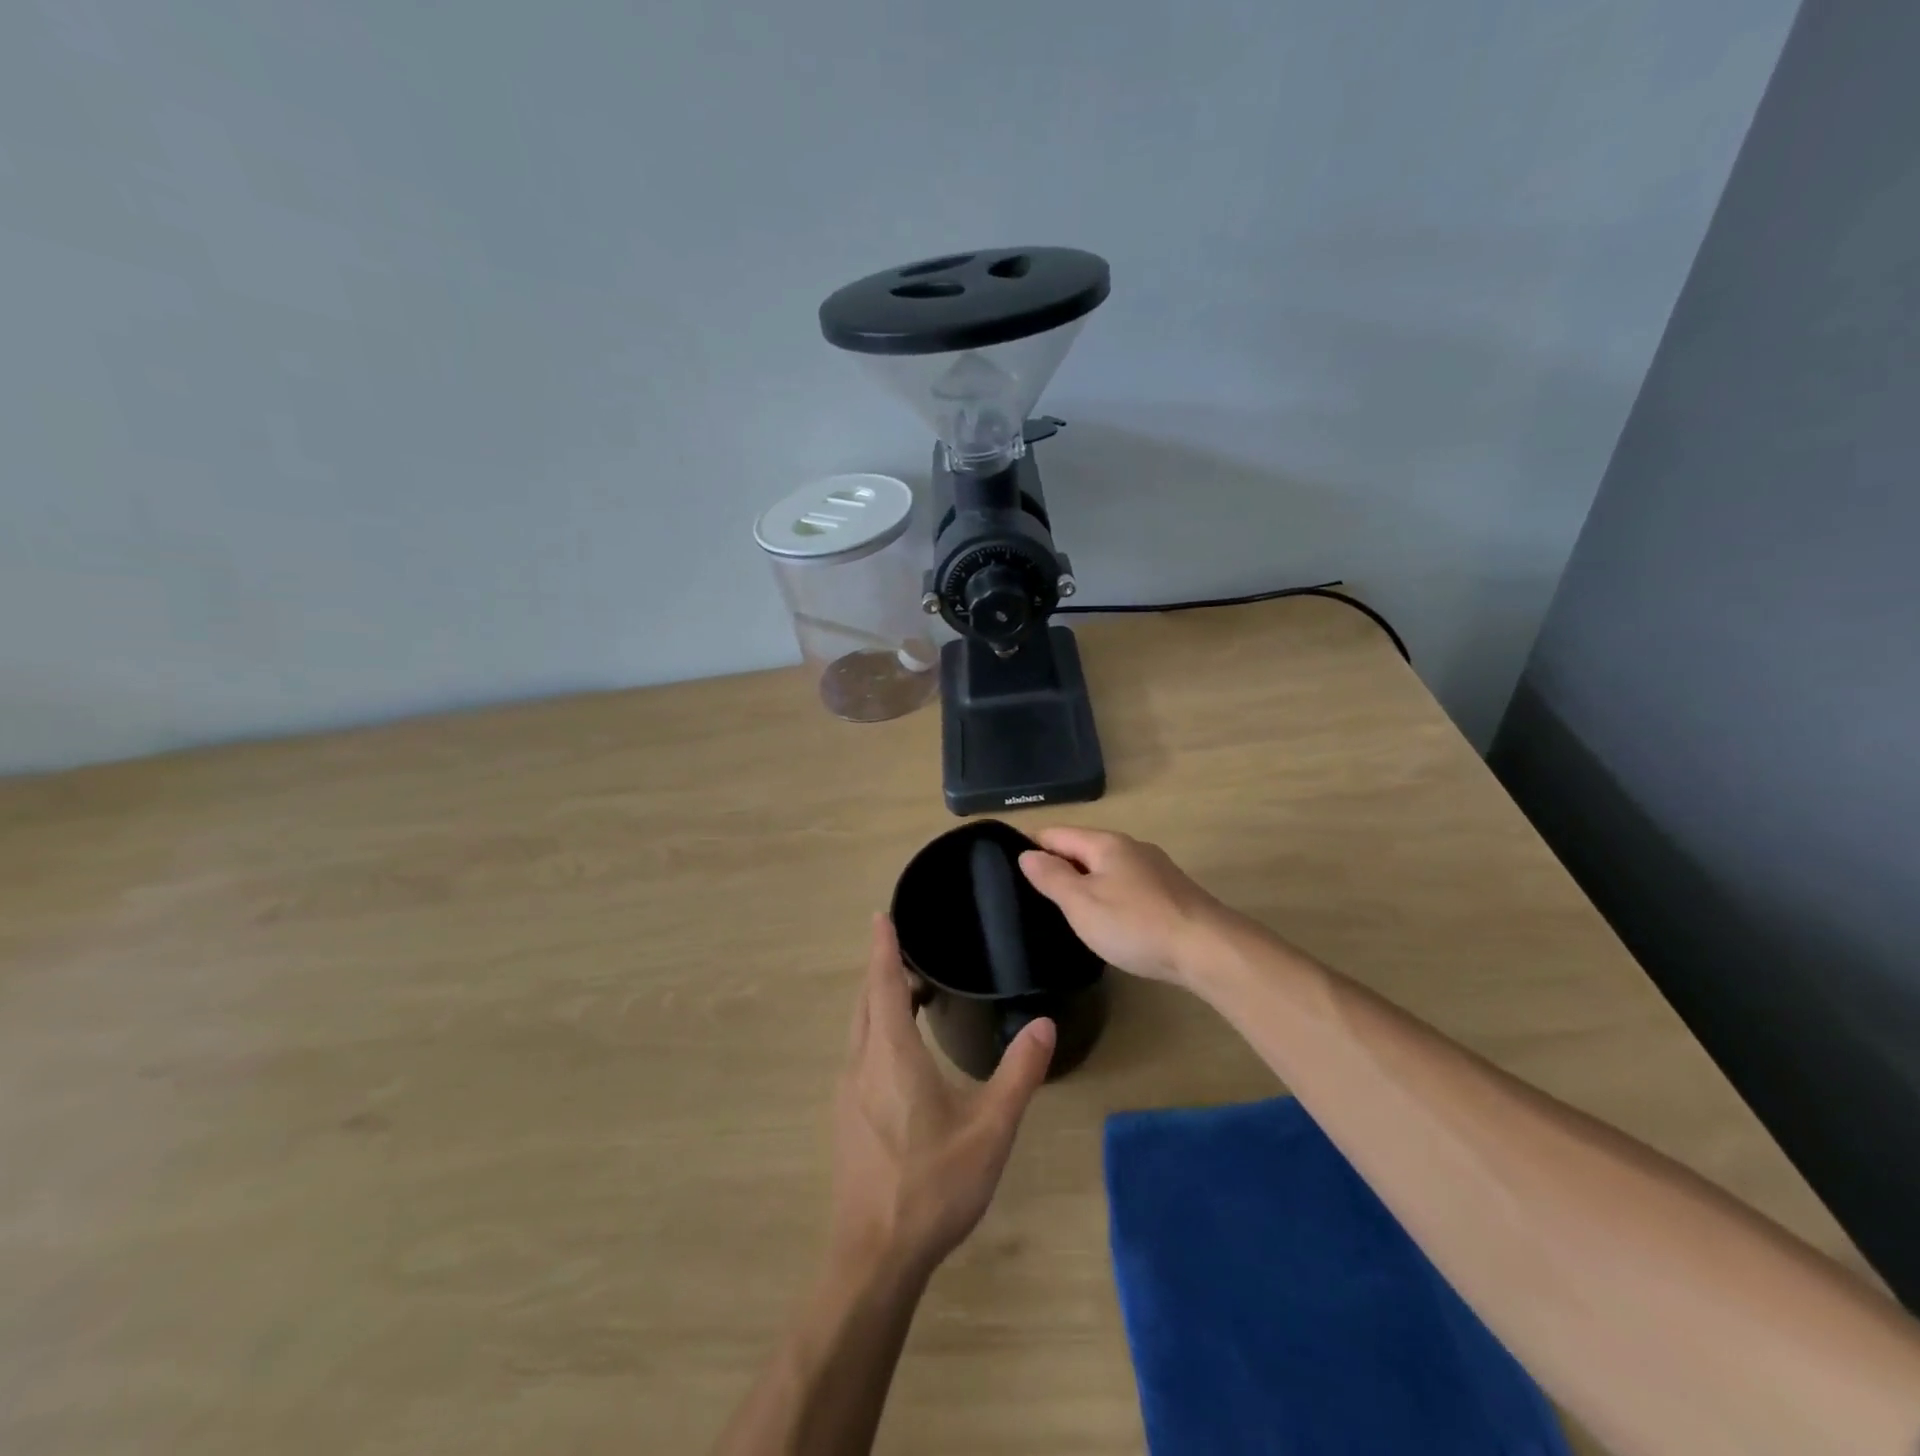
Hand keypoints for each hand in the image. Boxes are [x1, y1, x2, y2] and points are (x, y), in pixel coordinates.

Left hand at [831, 916, 1055, 1278]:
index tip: (880, 916)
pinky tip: (901, 1052)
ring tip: (911, 994)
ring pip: (859, 1028)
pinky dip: (876, 1030)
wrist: (874, 1256)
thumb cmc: (933, 1186)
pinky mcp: (846, 1117)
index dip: (882, 947)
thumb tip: (1043, 1024)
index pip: (882, 984)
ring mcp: (848, 1092)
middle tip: (908, 951)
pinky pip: (859, 1053)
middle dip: (882, 970)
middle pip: (866, 1001)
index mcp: (892, 1055)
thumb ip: (1018, 1073)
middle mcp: (862, 1063)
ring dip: (879, 1002)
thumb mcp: (990, 1129)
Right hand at [1017, 826, 1232, 985]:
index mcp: (1105, 843)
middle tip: (1030, 894)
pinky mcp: (1169, 892)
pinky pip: (1126, 885)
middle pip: (1082, 848)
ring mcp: (1154, 869)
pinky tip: (1106, 919)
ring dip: (1083, 881)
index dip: (1030, 846)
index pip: (1055, 833)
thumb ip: (1052, 877)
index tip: (1007, 867)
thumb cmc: (1136, 924)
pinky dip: (1108, 895)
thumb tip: (1027, 854)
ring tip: (1063, 908)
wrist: (1208, 949)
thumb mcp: (1082, 904)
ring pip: (1106, 867)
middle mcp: (1130, 847)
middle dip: (1057, 865)